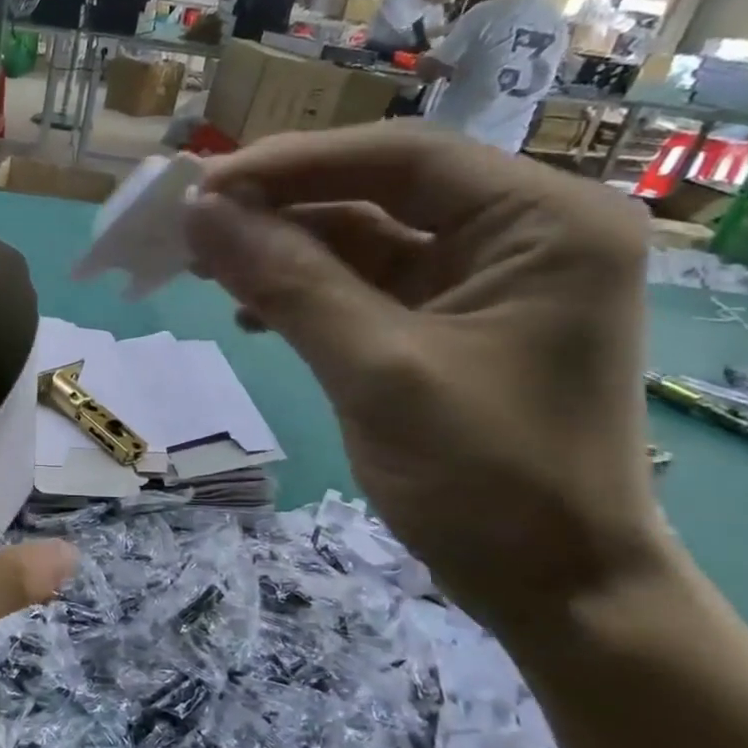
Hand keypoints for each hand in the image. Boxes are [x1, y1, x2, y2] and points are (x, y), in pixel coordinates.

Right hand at [184, 124, 666, 634]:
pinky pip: (363, 287)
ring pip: (362, 240)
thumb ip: (289, 283)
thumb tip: (200, 215)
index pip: (401, 157)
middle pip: (378, 193)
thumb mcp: (377, 372)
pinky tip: (251, 312)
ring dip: (283, 252)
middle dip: (281, 209)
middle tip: (193, 227)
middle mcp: (522, 234)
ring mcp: (485, 281)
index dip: (293, 163)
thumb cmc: (487, 480)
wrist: (555, 590)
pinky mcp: (449, 324)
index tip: (203, 187)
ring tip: (207, 268)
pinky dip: (304, 293)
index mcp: (543, 222)